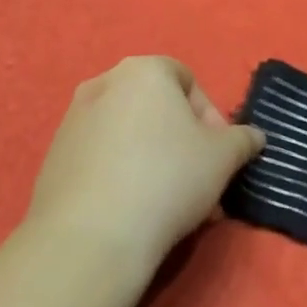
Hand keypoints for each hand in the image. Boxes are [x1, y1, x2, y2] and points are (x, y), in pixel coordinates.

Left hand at [26, 56, 263, 275]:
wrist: (90, 236)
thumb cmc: (167, 178)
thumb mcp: (224, 157)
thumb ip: (242, 139)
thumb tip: (253, 136)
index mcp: (143, 70)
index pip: (186, 80)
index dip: (210, 117)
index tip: (219, 155)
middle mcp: (103, 83)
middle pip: (156, 109)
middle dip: (183, 143)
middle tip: (200, 182)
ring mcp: (72, 120)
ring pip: (129, 134)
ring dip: (155, 160)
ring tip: (172, 204)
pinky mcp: (54, 157)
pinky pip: (102, 157)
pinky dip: (122, 174)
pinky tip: (135, 211)